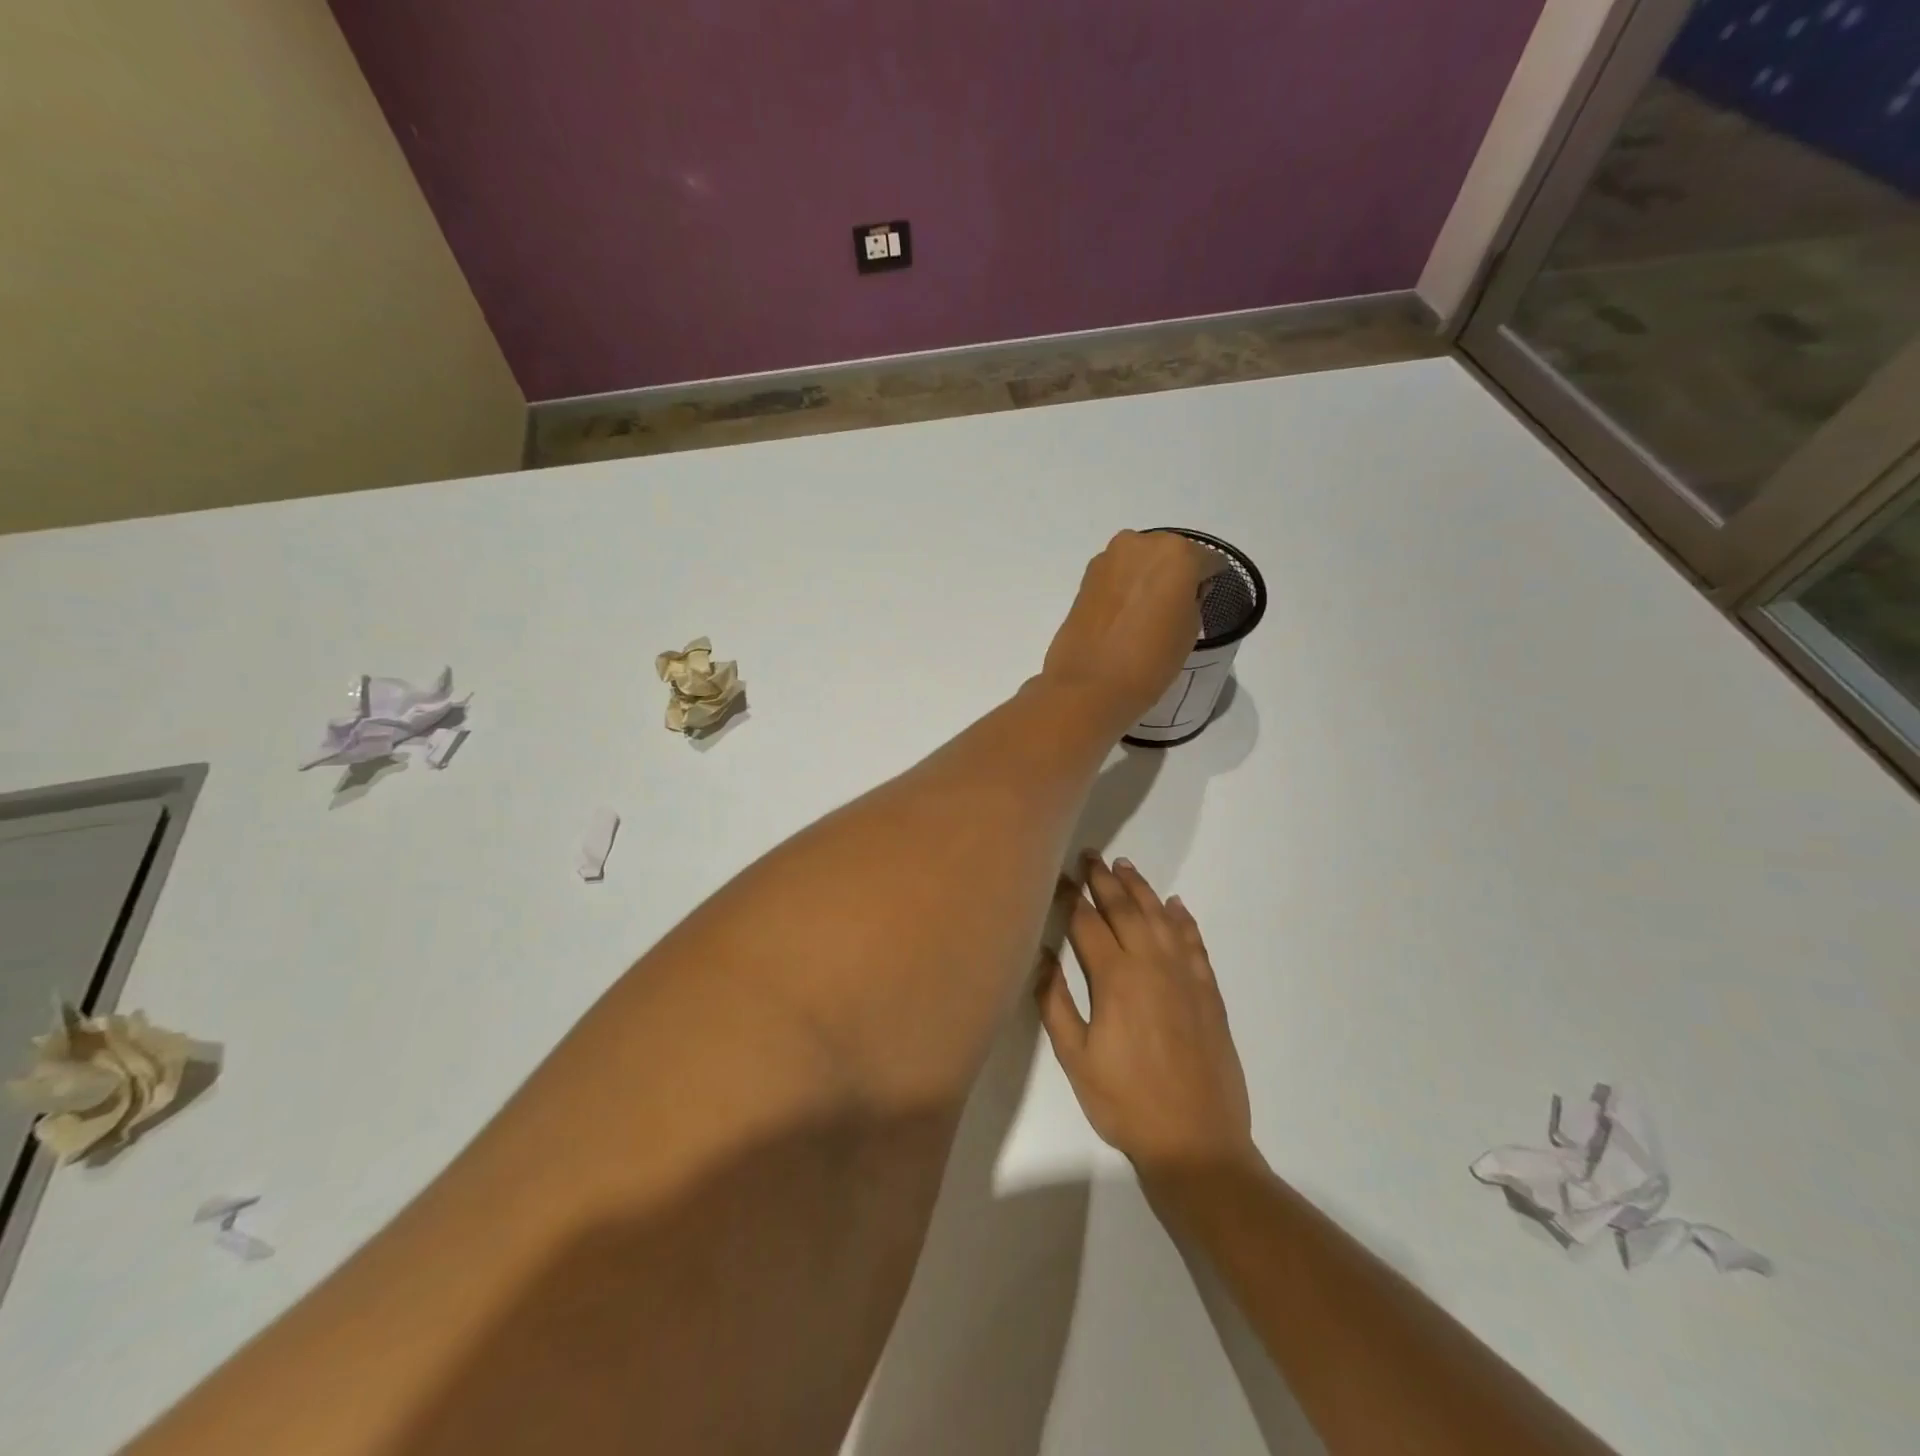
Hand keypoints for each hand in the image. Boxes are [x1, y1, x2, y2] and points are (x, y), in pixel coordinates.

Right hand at [1037, 856, 1255, 1175]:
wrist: (1197, 1142)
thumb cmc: (1125, 1102)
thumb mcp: (1075, 1058)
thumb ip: (1054, 1002)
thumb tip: (1041, 954)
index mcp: (1115, 978)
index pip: (1086, 923)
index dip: (1069, 897)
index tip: (1057, 877)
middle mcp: (1152, 964)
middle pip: (1125, 909)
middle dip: (1104, 880)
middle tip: (1090, 856)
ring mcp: (1185, 976)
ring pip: (1161, 918)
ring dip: (1141, 889)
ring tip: (1125, 867)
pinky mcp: (1208, 992)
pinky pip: (1194, 942)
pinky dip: (1183, 919)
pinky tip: (1176, 905)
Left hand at [1042, 531, 1214, 725]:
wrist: (1090, 684)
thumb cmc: (1151, 658)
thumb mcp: (1190, 630)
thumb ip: (1192, 600)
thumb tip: (1182, 593)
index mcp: (1177, 553)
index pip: (1207, 560)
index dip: (1209, 580)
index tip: (1206, 598)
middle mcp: (1141, 544)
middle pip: (1169, 554)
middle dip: (1175, 574)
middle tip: (1175, 606)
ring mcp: (1108, 558)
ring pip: (1139, 561)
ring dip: (1147, 578)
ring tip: (1147, 613)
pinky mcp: (1085, 577)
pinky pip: (1117, 575)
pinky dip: (1124, 588)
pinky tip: (1125, 614)